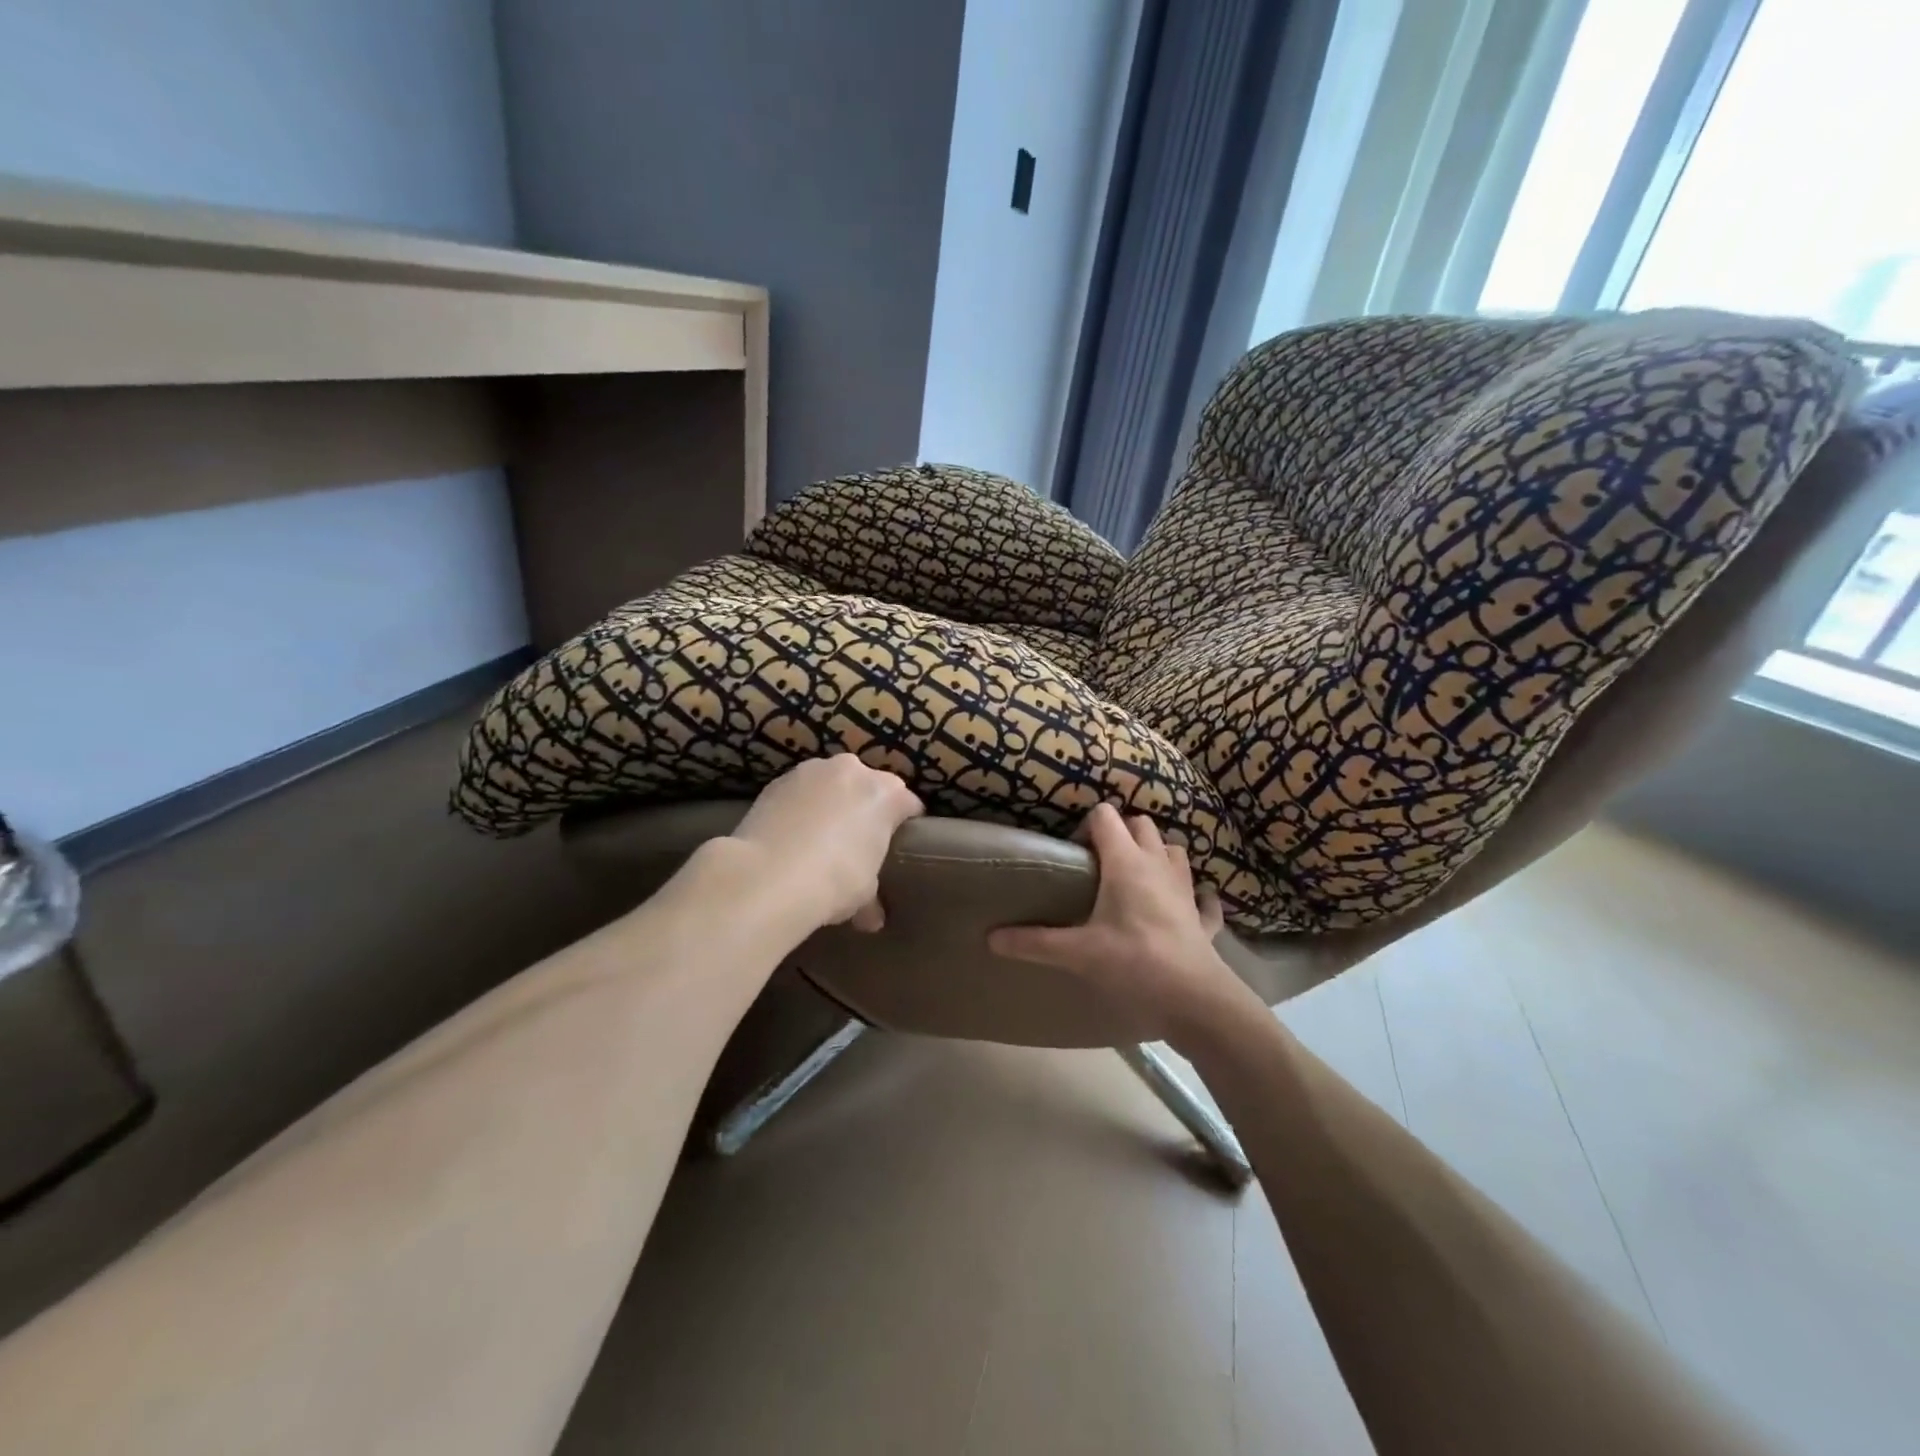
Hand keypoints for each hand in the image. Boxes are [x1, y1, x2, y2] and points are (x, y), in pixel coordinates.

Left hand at [729, 755, 924, 933]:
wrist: (768, 875)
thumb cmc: (834, 880)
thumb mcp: (863, 893)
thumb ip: (872, 898)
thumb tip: (872, 919)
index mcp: (886, 794)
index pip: (908, 804)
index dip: (905, 825)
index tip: (898, 845)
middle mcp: (853, 771)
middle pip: (868, 786)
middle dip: (865, 808)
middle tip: (857, 842)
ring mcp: (813, 770)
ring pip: (832, 783)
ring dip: (831, 802)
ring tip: (819, 837)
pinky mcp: (778, 780)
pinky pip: (800, 791)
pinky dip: (800, 806)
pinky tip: (791, 835)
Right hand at [988, 804, 1255, 1045]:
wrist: (1194, 999)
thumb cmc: (1133, 963)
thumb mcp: (1077, 953)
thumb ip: (1033, 942)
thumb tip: (990, 937)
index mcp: (1126, 862)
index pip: (1105, 816)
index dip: (1086, 827)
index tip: (1073, 855)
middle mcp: (1158, 865)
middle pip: (1142, 824)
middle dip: (1121, 833)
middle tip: (1099, 863)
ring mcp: (1186, 889)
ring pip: (1174, 851)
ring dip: (1157, 854)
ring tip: (1136, 877)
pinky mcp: (1203, 918)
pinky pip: (1203, 897)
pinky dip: (1194, 896)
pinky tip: (1184, 907)